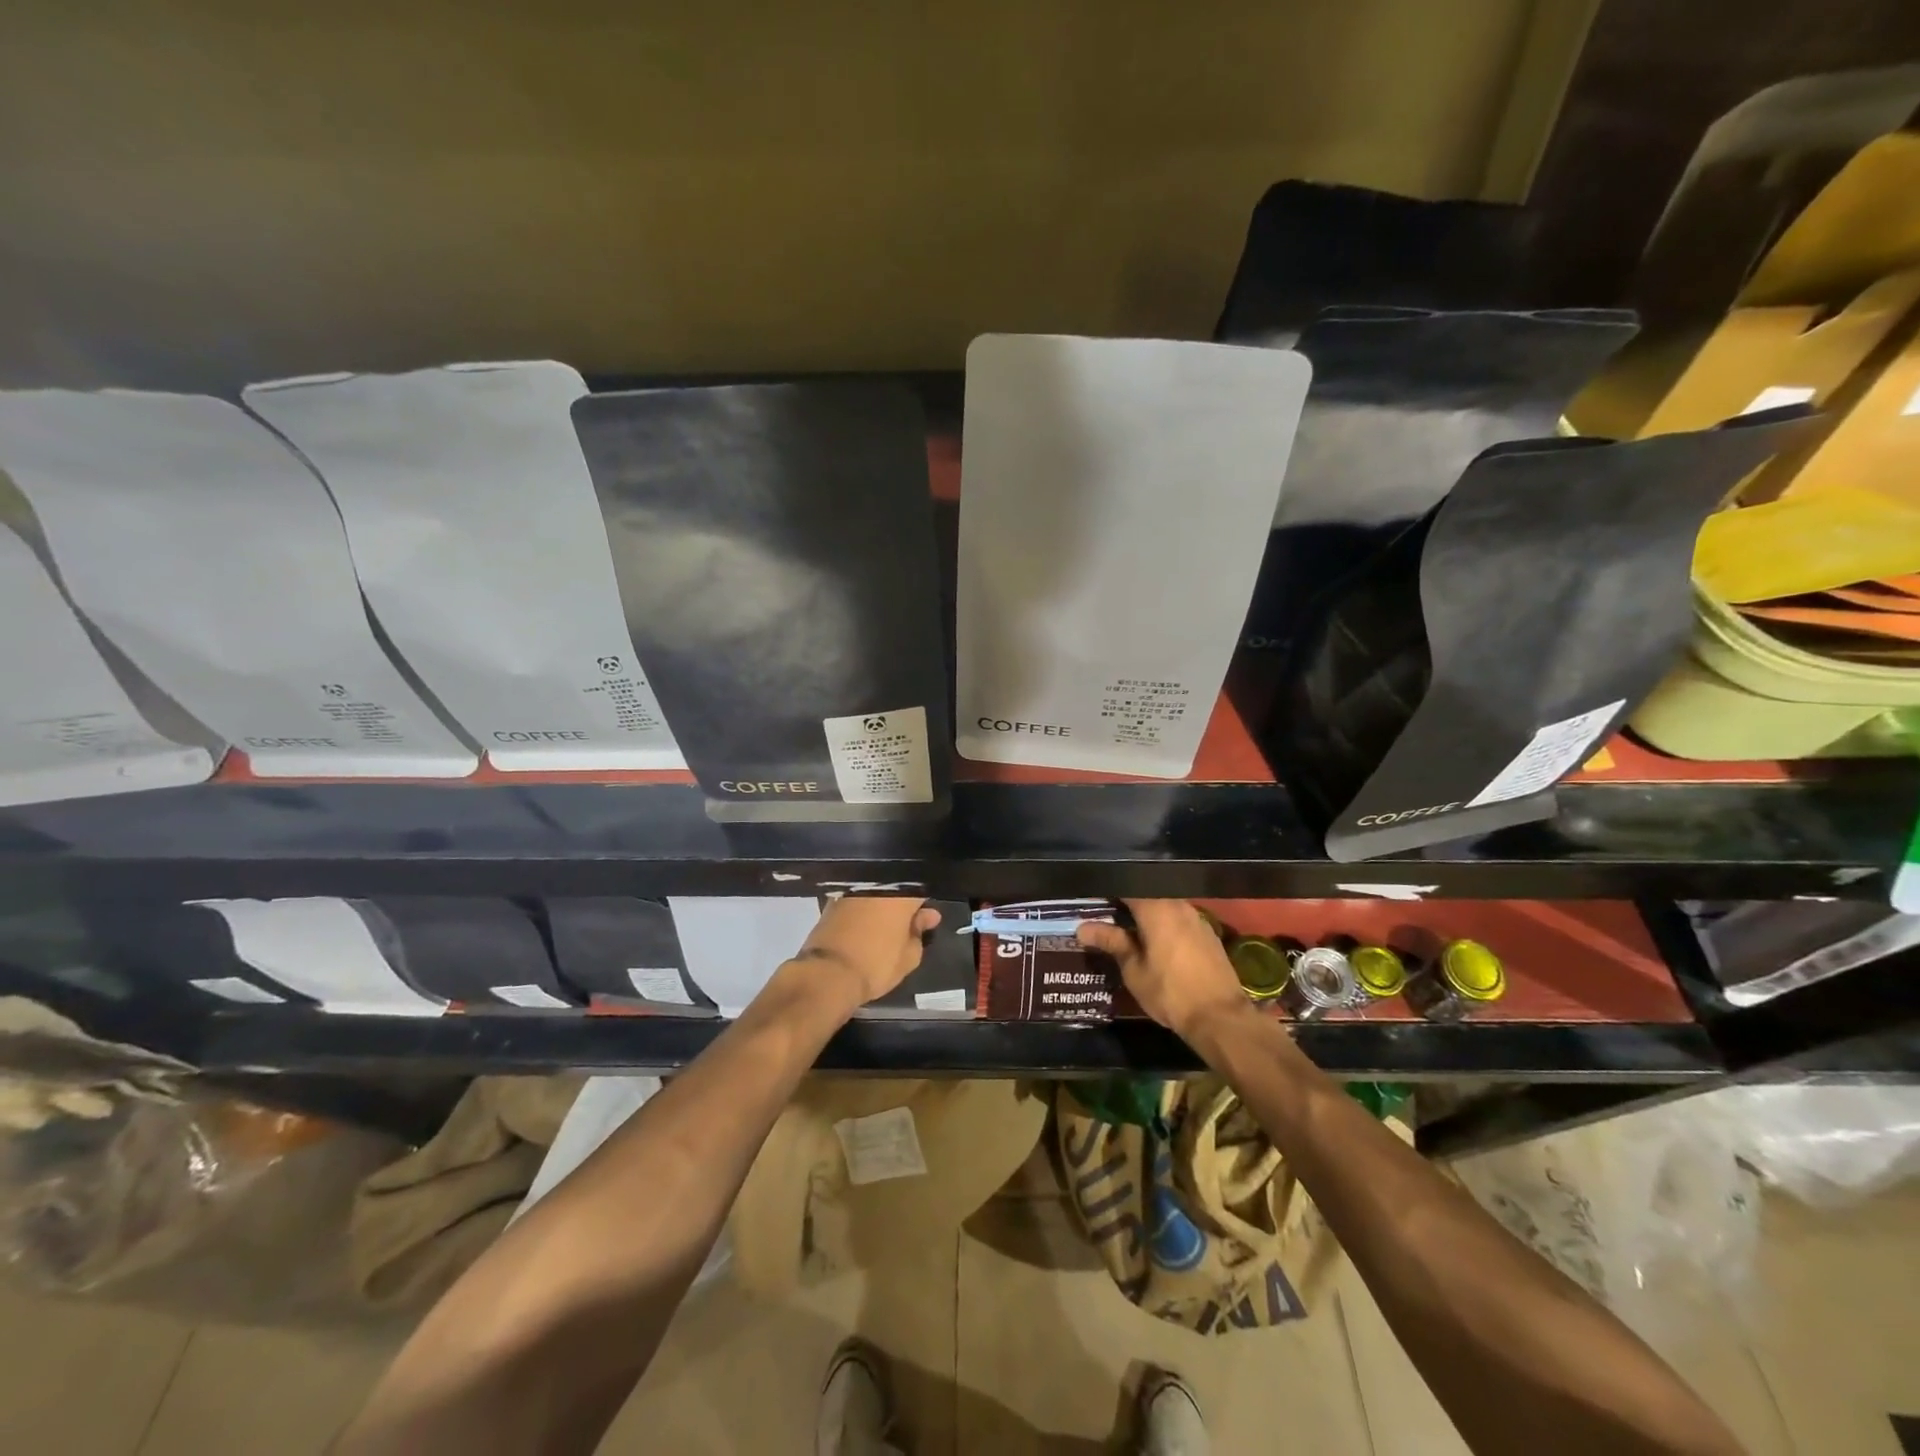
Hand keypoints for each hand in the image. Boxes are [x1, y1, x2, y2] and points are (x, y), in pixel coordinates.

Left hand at [790, 896, 940, 1008]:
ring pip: (874, 895)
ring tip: (882, 932)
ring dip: (880, 909)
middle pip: (896, 891)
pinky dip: (861, 913)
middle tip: (904, 929)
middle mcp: (877, 885)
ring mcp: (852, 891)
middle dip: (902, 906)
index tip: (926, 921)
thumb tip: (928, 917)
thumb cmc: (876, 964)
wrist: (827, 974)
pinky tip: (863, 930)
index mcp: (901, 894)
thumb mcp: (909, 957)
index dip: (924, 906)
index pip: (921, 891)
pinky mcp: (832, 902)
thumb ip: (919, 933)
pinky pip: (856, 902)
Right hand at [1077, 899, 1252, 1041]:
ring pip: (1164, 905)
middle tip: (1107, 918)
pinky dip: (1164, 924)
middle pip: (1146, 893)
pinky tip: (1157, 943)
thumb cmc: (1170, 992)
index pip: (1126, 885)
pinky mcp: (1208, 933)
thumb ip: (1111, 941)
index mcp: (1156, 907)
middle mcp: (1178, 904)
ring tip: (1129, 931)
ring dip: (1147, 914)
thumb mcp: (1134, 969)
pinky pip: (1179, 919)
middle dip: (1126, 903)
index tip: (1092, 902)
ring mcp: (1196, 918)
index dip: (1107, 891)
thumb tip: (1083, 928)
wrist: (1221, 1017)